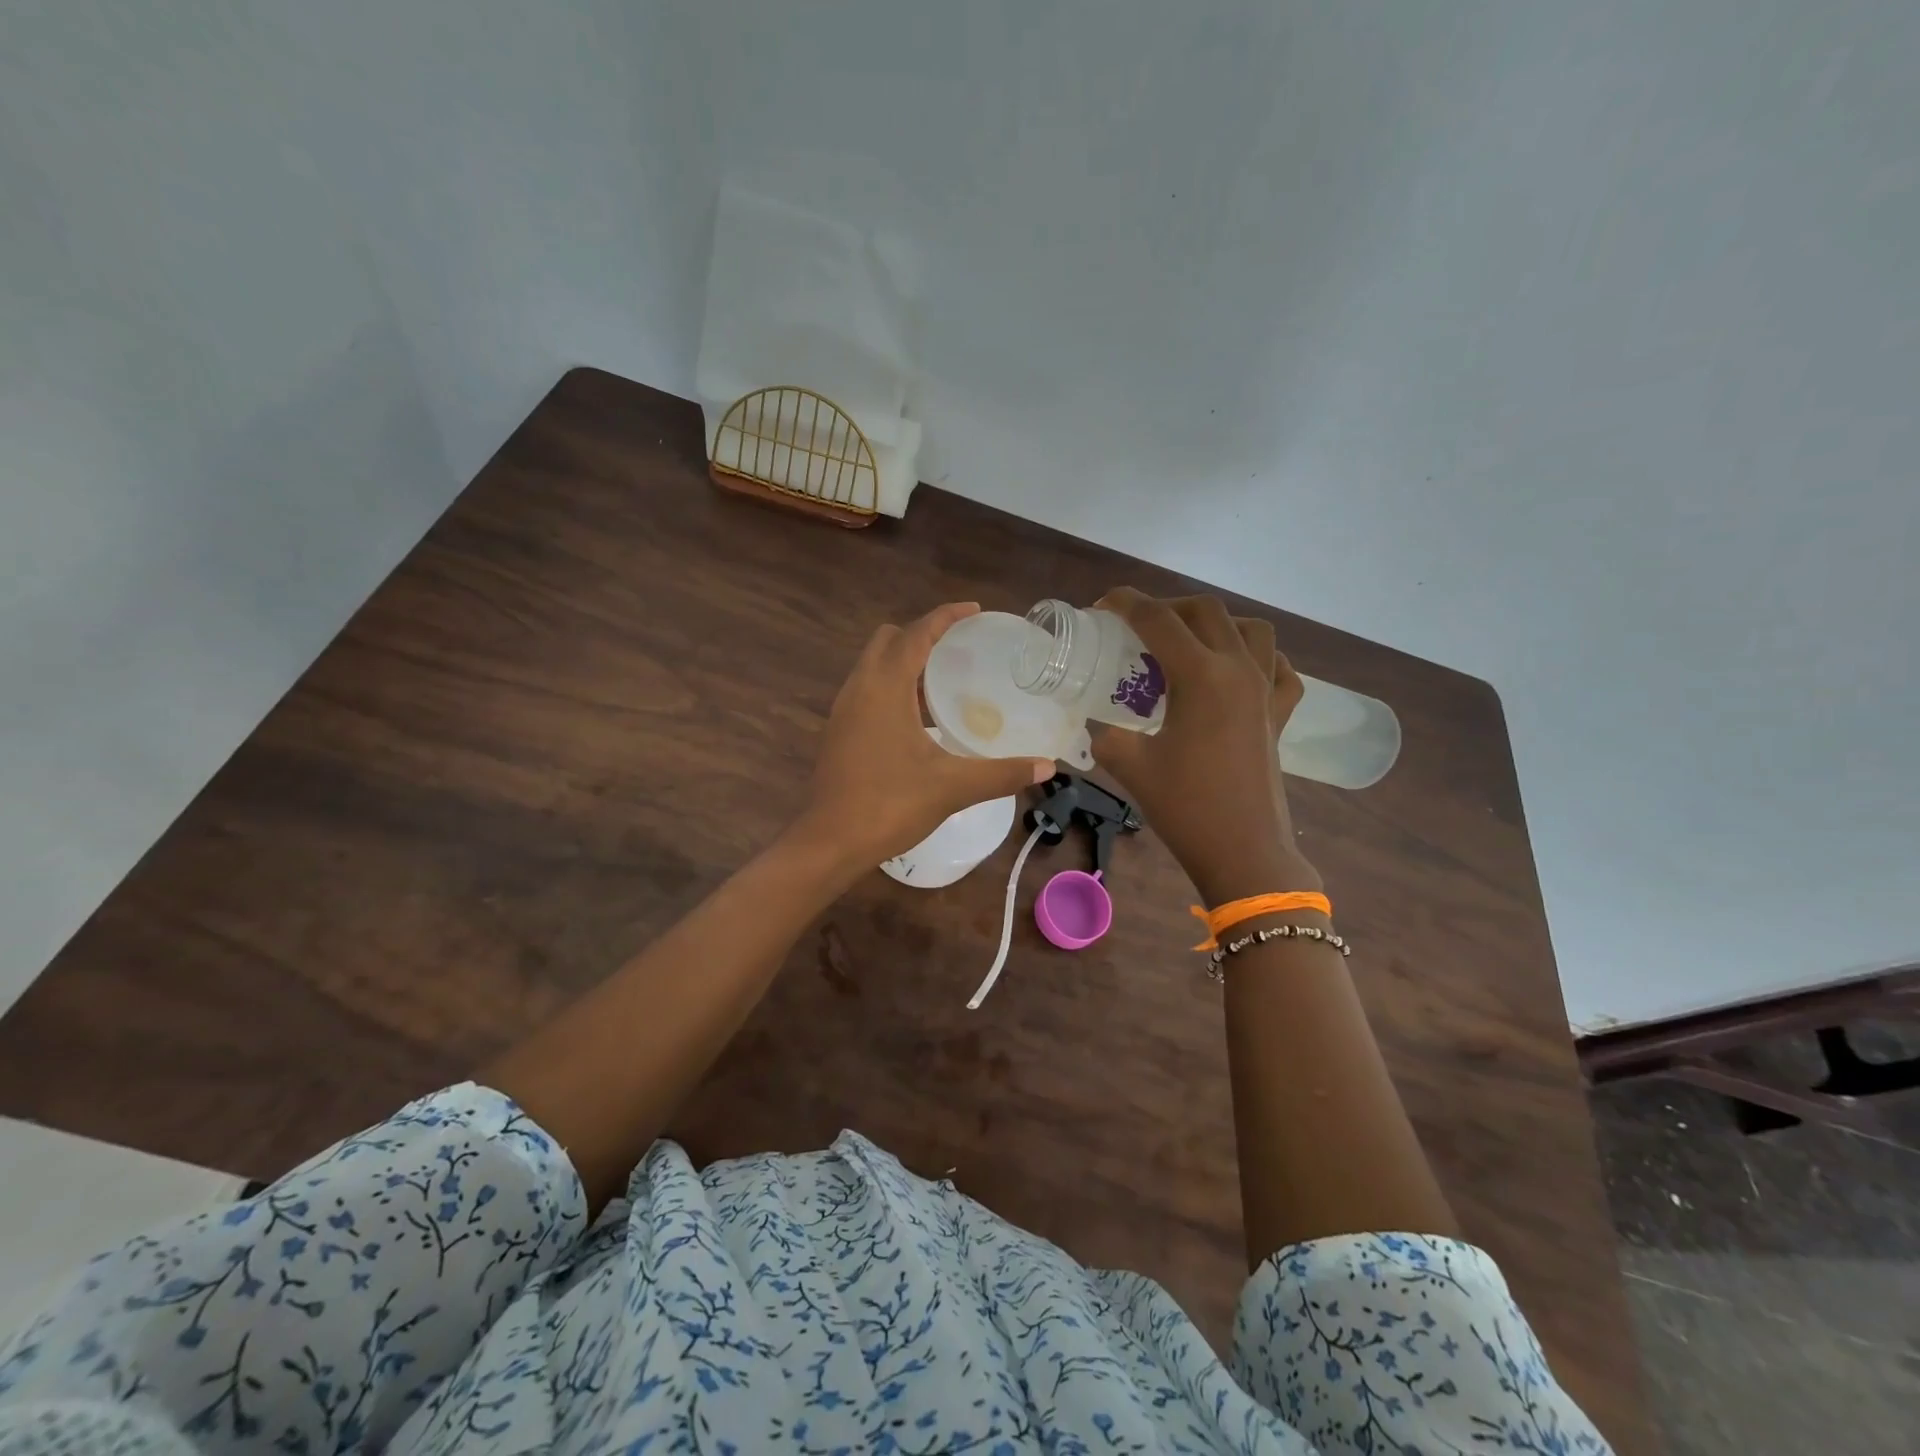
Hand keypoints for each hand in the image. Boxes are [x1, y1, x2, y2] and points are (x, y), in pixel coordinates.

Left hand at [801, 603, 1053, 868]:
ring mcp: (843, 710)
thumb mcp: (952, 787)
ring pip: (873, 665)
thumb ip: (1001, 773)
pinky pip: (866, 689)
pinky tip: (917, 718)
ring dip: (904, 662)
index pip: (916, 634)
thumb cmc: (890, 805)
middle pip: (888, 640)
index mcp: (884, 687)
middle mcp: (858, 688)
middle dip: (921, 635)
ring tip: (943, 681)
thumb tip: (1047, 768)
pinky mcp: (837, 731)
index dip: (945, 616)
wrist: (831, 842)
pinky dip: (891, 686)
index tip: (975, 611)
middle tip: (958, 650)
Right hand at [1088, 589, 1321, 902]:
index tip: (1103, 605)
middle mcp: (1238, 670)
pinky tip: (1239, 672)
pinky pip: (1280, 669)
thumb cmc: (1186, 806)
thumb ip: (1105, 735)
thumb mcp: (1130, 766)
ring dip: (1217, 624)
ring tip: (1189, 643)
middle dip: (1168, 607)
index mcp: (1200, 675)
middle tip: (1139, 628)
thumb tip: (1094, 726)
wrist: (1244, 851)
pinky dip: (1260, 659)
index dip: (1126, 603)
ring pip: (1251, 630)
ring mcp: (1266, 691)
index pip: (1159, 619)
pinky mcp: (1280, 716)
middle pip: (1206, 611)